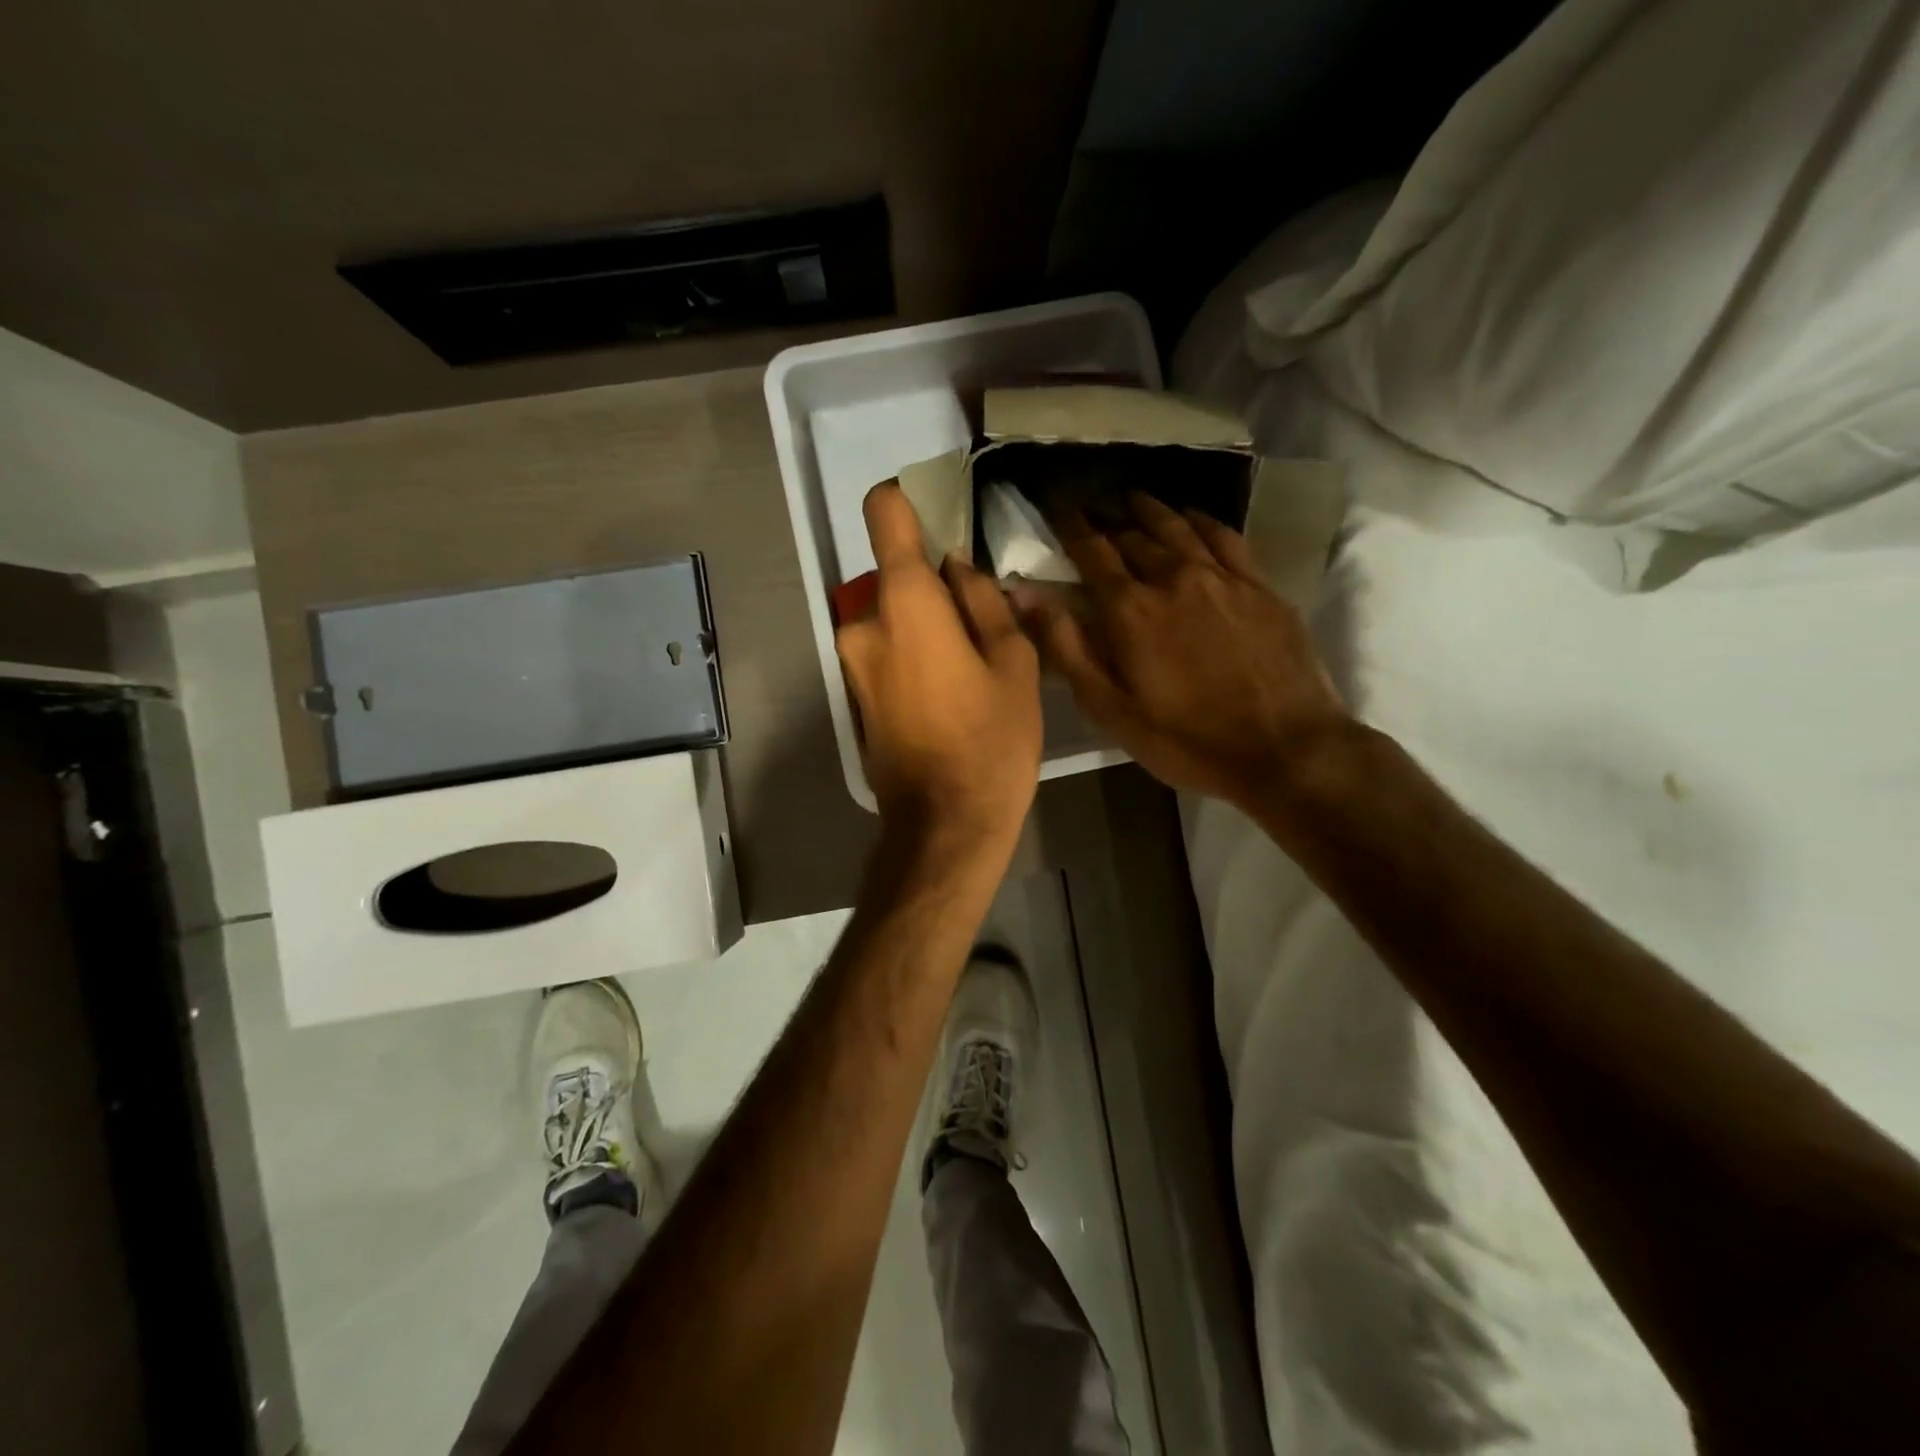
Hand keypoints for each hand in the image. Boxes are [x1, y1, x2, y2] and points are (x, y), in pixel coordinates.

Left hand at [836, 481, 1043, 856]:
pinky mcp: (855, 695)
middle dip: (936, 585)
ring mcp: (852, 663)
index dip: (909, 499)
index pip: (884, 514)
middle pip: (897, 575)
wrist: (944, 825)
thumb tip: (959, 569)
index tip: (941, 511)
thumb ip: (984, 601)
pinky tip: (951, 690)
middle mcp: (863, 623)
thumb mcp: (1013, 663)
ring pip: (893, 616)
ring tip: (975, 662)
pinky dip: (914, 652)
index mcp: (904, 603)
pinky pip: (886, 650)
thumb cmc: (991, 741)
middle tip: (984, 618)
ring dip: (928, 623)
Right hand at [1013, 493, 1348, 810]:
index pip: (1091, 550)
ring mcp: (1222, 577)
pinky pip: (1224, 536)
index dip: (1070, 526)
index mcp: (1130, 609)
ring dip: (1150, 511)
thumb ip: (1066, 647)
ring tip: (1134, 500)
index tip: (1057, 508)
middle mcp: (1173, 577)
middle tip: (1093, 516)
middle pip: (1133, 536)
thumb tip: (1024, 593)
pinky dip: (1201, 521)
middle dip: (1107, 522)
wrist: (1285, 748)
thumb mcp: (1110, 708)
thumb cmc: (1186, 740)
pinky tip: (1193, 519)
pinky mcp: (1260, 586)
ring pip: (1178, 527)